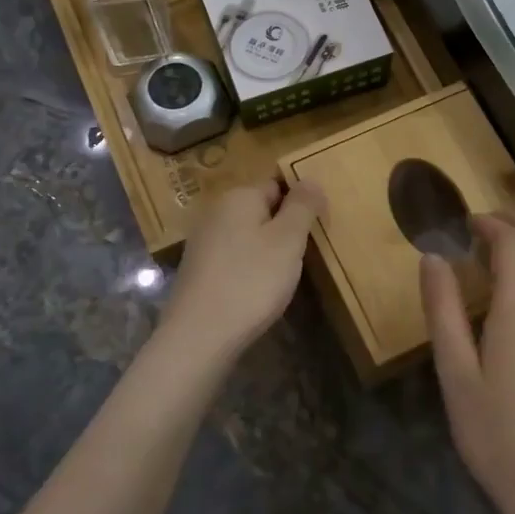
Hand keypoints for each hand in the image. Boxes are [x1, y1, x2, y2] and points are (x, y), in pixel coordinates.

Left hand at [158, 179, 326, 368]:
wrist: (199, 335)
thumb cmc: (251, 281)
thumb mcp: (288, 240)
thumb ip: (303, 206)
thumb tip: (311, 178)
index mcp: (239, 196)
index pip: (278, 184)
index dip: (301, 203)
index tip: (316, 230)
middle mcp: (216, 211)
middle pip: (261, 209)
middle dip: (284, 227)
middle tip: (304, 254)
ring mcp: (203, 241)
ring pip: (247, 234)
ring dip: (267, 249)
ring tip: (284, 275)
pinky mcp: (198, 269)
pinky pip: (234, 257)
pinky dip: (249, 267)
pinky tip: (257, 290)